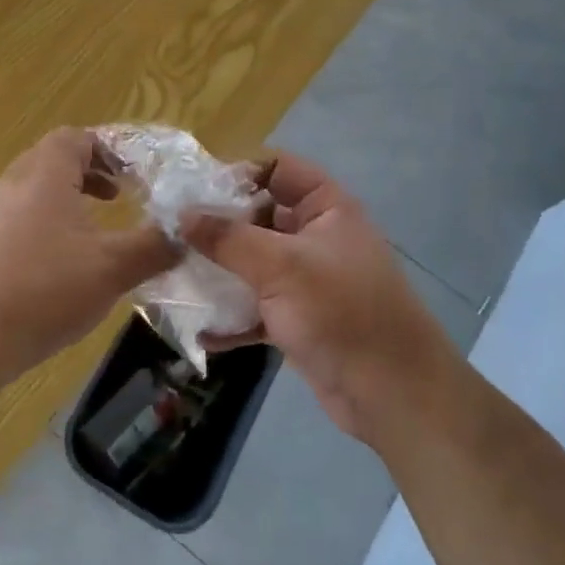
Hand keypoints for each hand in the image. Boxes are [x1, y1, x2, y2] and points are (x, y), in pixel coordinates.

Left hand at [0, 128, 180, 381]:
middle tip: (116, 198)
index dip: (106, 148)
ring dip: (62, 203)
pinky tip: (49, 272)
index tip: (132, 173)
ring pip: (28, 194)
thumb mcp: (112, 269)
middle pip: (49, 161)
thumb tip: (184, 235)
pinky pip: (9, 224)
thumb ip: (154, 247)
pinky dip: (37, 230)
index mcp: (43, 177)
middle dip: (87, 174)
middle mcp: (7, 186)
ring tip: (87, 237)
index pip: (73, 138)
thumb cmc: (43, 291)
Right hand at [182, 153, 453, 444]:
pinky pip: (257, 308)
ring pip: (254, 264)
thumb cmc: (341, 312)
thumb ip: (228, 238)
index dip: (239, 174)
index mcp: (326, 208)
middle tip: (172, 235)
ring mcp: (307, 281)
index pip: (278, 169)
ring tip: (175, 276)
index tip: (194, 192)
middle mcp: (316, 237)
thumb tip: (182, 215)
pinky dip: (233, 317)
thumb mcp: (281, 266)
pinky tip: (202, 330)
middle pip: (259, 217)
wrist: (392, 395)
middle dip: (218, 226)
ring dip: (220, 272)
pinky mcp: (299, 320)